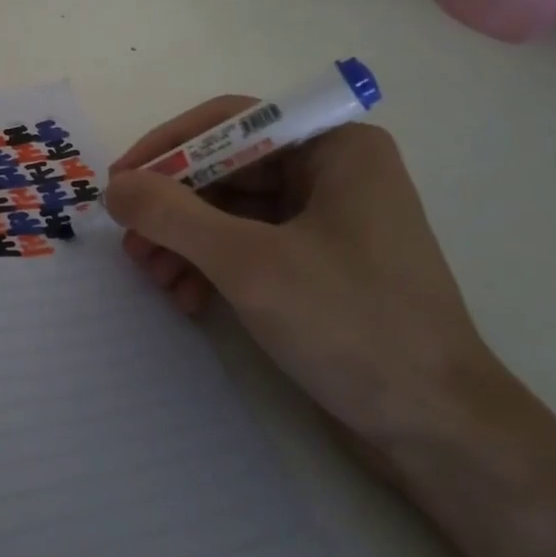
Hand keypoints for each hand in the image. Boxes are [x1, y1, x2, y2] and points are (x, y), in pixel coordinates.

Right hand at [104, 100, 500, 447]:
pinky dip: (211, 266)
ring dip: (185, 240)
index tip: (120, 181)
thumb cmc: (352, 326)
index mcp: (335, 148)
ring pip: (231, 210)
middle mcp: (332, 172)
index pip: (231, 122)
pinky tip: (187, 298)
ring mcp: (326, 220)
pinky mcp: (318, 264)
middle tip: (129, 241)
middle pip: (226, 169)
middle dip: (173, 207)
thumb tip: (116, 187)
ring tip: (153, 277)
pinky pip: (248, 245)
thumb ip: (172, 215)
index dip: (168, 147)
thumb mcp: (249, 263)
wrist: (439, 435)